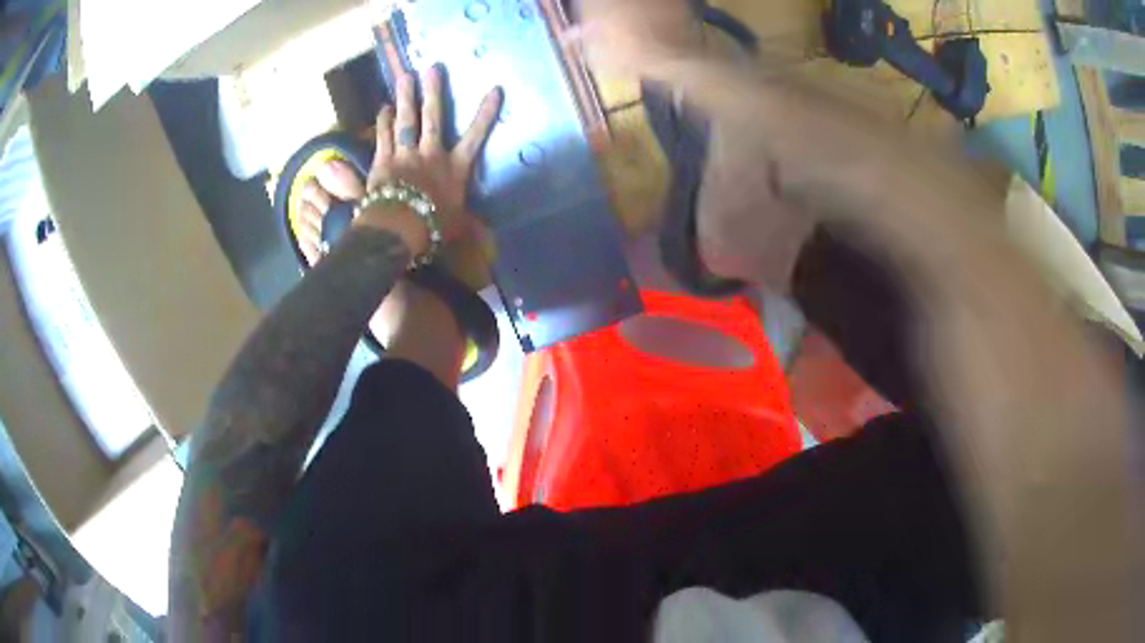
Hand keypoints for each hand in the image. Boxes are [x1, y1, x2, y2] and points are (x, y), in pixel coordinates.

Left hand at [296, 66, 501, 263]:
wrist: (398, 229)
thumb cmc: (432, 228)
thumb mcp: (457, 227)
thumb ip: (468, 223)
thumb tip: (486, 238)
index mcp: (454, 168)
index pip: (475, 136)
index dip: (485, 113)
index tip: (495, 89)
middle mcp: (430, 154)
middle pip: (432, 117)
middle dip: (433, 91)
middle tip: (432, 68)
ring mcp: (404, 155)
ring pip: (405, 120)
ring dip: (405, 97)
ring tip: (404, 76)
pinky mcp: (383, 162)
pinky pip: (383, 136)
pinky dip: (383, 121)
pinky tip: (383, 108)